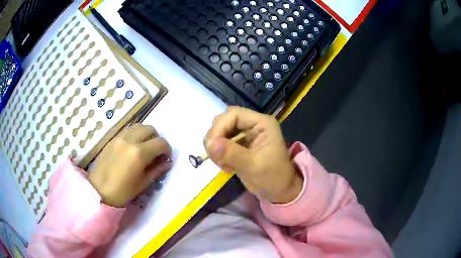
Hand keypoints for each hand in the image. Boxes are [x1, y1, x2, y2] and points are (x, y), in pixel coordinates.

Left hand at [88, 123, 171, 206]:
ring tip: (144, 147)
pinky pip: (128, 130)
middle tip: (156, 152)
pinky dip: (135, 134)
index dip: (167, 150)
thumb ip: (157, 170)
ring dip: (146, 134)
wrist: (99, 190)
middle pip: (151, 129)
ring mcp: (120, 137)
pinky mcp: (113, 139)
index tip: (166, 158)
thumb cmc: (123, 191)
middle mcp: (131, 140)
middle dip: (157, 139)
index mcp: (140, 153)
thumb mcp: (143, 183)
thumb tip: (167, 163)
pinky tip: (133, 146)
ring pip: (139, 126)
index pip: (161, 143)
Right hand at [204, 106, 302, 203]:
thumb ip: (231, 153)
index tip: (211, 145)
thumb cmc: (272, 177)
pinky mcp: (239, 145)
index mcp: (261, 123)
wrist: (278, 191)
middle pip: (224, 120)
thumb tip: (209, 143)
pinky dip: (218, 154)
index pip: (234, 114)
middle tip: (215, 156)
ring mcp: (245, 135)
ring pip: (220, 132)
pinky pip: (221, 143)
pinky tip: (226, 166)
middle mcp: (252, 125)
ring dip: (216, 147)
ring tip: (223, 164)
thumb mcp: (253, 166)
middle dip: (216, 137)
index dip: (220, 127)